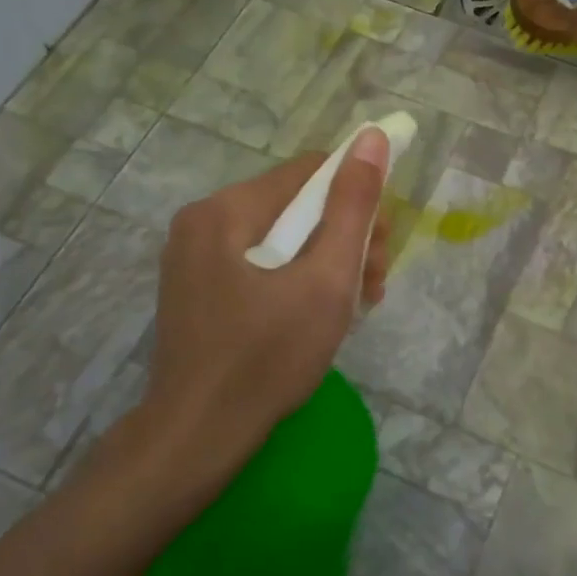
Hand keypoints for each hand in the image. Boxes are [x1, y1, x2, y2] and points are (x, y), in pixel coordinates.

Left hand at [90, 130, 392, 517]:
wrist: (199, 437)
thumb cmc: (269, 357)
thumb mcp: (327, 280)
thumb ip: (353, 207)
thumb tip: (373, 138)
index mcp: (228, 209)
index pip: (310, 171)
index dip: (358, 198)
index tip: (381, 247)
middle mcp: (204, 220)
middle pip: (297, 205)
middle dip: (346, 237)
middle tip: (374, 284)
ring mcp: (195, 256)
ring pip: (282, 236)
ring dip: (327, 261)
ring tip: (356, 304)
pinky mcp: (198, 287)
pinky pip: (261, 262)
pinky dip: (297, 278)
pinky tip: (319, 312)